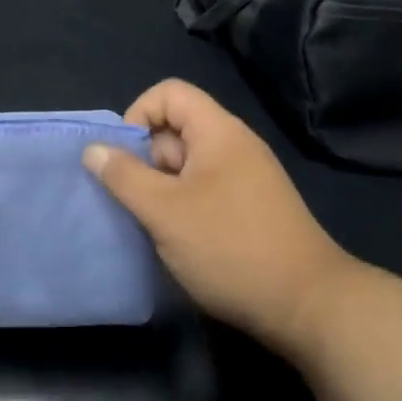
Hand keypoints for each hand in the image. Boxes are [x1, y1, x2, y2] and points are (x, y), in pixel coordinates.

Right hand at [83, 79, 356, 358]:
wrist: (308, 306)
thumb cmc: (230, 248)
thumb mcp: (165, 211)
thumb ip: (124, 176)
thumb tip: (93, 148)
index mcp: (218, 132)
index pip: (169, 93)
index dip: (138, 115)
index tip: (123, 159)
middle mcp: (234, 146)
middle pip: (175, 130)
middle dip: (146, 161)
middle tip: (137, 203)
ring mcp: (246, 178)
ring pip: (187, 166)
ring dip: (162, 190)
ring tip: (154, 227)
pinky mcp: (251, 209)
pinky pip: (204, 191)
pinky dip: (183, 208)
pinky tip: (178, 242)